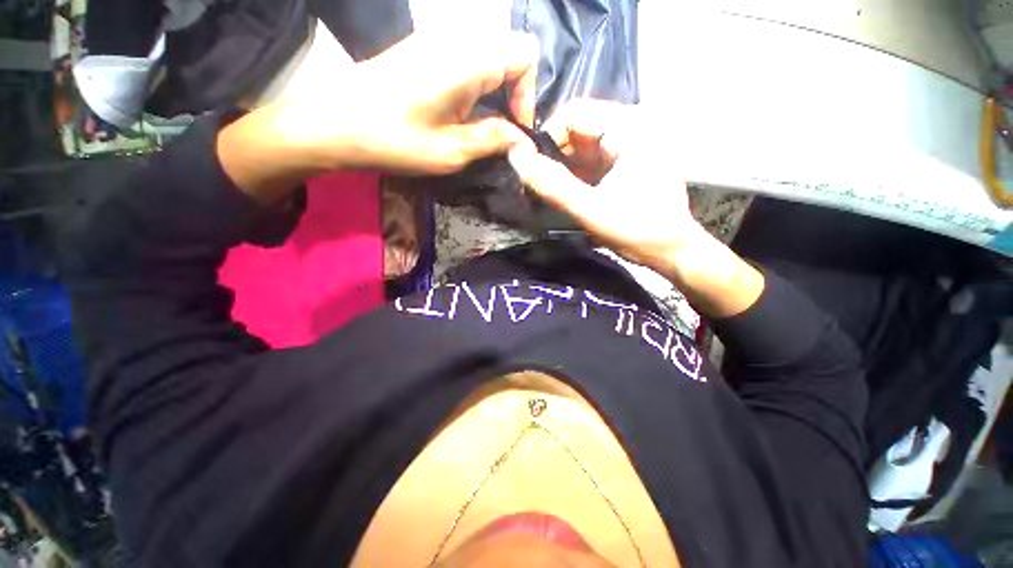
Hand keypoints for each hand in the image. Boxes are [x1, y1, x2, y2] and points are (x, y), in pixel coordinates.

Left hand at [269, 30, 539, 174]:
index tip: (514, 130)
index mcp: (469, 60)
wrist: (336, 123)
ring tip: (480, 128)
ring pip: (490, 58)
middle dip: (514, 95)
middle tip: (500, 132)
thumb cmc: (394, 139)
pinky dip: (477, 89)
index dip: (527, 94)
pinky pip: (468, 62)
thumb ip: (493, 140)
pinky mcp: (426, 51)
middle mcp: (458, 40)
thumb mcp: (451, 150)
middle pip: (509, 54)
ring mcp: (440, 42)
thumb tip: (523, 142)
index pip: (525, 55)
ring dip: (495, 94)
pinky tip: (461, 115)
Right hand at [507, 99, 696, 269]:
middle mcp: (631, 126)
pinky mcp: (624, 162)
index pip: (574, 113)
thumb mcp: (591, 210)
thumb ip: (553, 186)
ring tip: (548, 192)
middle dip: (553, 156)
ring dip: (561, 168)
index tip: (532, 169)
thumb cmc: (638, 231)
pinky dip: (573, 175)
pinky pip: (589, 160)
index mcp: (631, 127)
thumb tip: (517, 159)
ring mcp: (628, 145)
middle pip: (577, 129)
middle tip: (537, 185)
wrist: (671, 251)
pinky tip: (564, 193)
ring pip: (580, 146)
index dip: (547, 138)